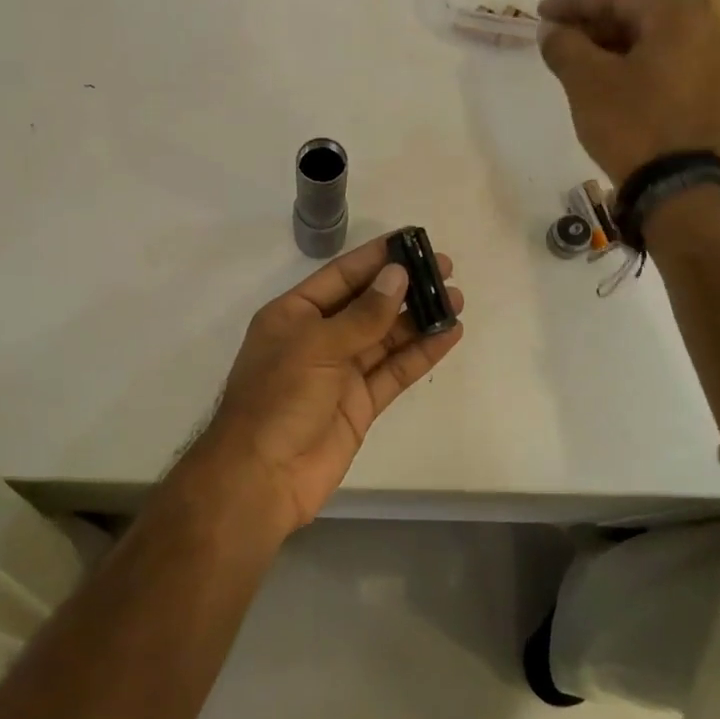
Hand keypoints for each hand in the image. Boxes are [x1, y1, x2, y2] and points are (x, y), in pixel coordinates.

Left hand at [189, 236, 464, 531]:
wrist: (262, 477)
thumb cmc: (278, 399)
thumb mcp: (317, 346)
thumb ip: (362, 315)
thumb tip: (398, 277)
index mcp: (295, 315)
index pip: (342, 275)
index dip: (377, 258)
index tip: (414, 241)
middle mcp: (319, 338)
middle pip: (368, 304)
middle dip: (405, 287)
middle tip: (446, 270)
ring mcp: (341, 372)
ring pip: (386, 337)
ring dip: (419, 318)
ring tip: (456, 300)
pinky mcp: (360, 403)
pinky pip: (394, 371)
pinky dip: (420, 354)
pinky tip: (448, 335)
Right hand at [537, 0, 719, 186]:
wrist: (678, 186)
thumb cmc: (632, 124)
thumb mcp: (587, 82)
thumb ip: (565, 46)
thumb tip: (550, 30)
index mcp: (677, 14)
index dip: (573, 0)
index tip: (540, 14)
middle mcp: (702, 26)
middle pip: (636, 10)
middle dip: (591, 20)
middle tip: (555, 34)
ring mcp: (709, 57)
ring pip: (649, 36)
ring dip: (608, 42)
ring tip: (573, 56)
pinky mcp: (707, 86)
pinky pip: (662, 58)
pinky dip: (629, 60)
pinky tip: (603, 76)